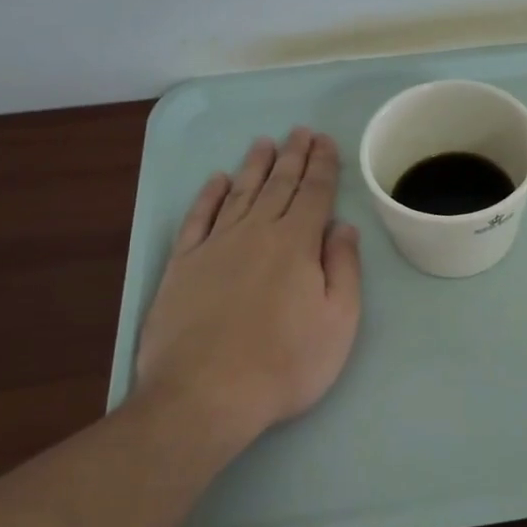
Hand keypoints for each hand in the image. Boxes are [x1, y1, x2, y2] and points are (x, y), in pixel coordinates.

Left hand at [134, 129, 361, 443]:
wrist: (205, 395)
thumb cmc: (285, 364)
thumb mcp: (338, 322)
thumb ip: (344, 269)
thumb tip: (343, 227)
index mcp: (297, 243)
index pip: (314, 193)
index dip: (322, 165)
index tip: (326, 141)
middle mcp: (255, 232)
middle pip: (279, 185)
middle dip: (293, 156)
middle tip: (300, 131)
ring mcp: (215, 246)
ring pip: (240, 193)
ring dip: (255, 166)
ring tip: (265, 143)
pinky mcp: (182, 265)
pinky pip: (198, 218)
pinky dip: (209, 196)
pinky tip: (217, 181)